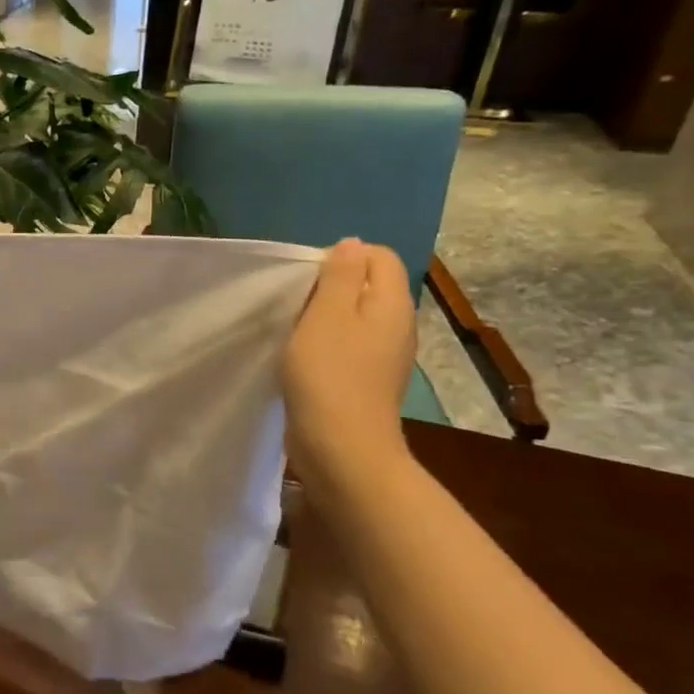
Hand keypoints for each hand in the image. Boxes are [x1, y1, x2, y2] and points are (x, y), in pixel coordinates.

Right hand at [284, 239, 416, 479]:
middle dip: (331, 286)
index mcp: (391, 303)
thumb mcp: (327, 314)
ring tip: (295, 331)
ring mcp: (386, 356)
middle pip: (368, 285)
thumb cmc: (329, 374)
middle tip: (296, 304)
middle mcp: (398, 326)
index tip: (307, 279)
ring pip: (356, 317)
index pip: (378, 256)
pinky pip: (350, 346)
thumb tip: (351, 245)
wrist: (342, 448)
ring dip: (325, 317)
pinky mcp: (368, 381)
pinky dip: (327, 344)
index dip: (342, 257)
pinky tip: (304, 360)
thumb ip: (340, 275)